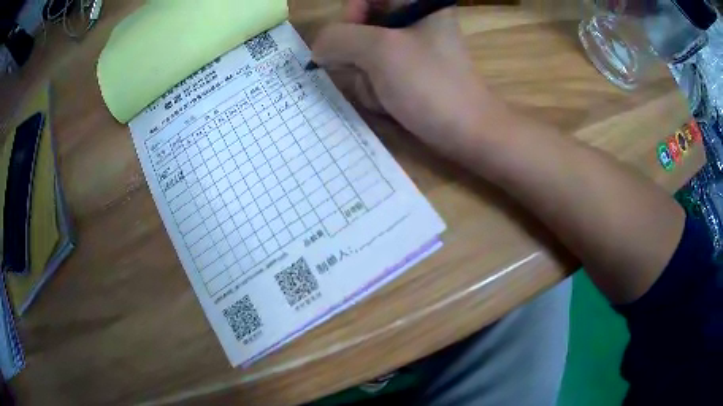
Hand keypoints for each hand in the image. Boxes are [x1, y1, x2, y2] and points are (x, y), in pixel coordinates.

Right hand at [312, 0, 509, 159]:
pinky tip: (389, 101)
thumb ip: (338, 38)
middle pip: (361, 23)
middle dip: (356, 53)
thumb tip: (318, 48)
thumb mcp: (380, 52)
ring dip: (364, 75)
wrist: (467, 133)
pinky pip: (373, 70)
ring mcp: (410, 47)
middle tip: (369, 71)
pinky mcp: (407, 71)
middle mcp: (413, 19)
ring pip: (362, 50)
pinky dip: (373, 87)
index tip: (352, 37)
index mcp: (417, 2)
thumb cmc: (431, 85)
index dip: (352, 13)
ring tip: (384, 92)